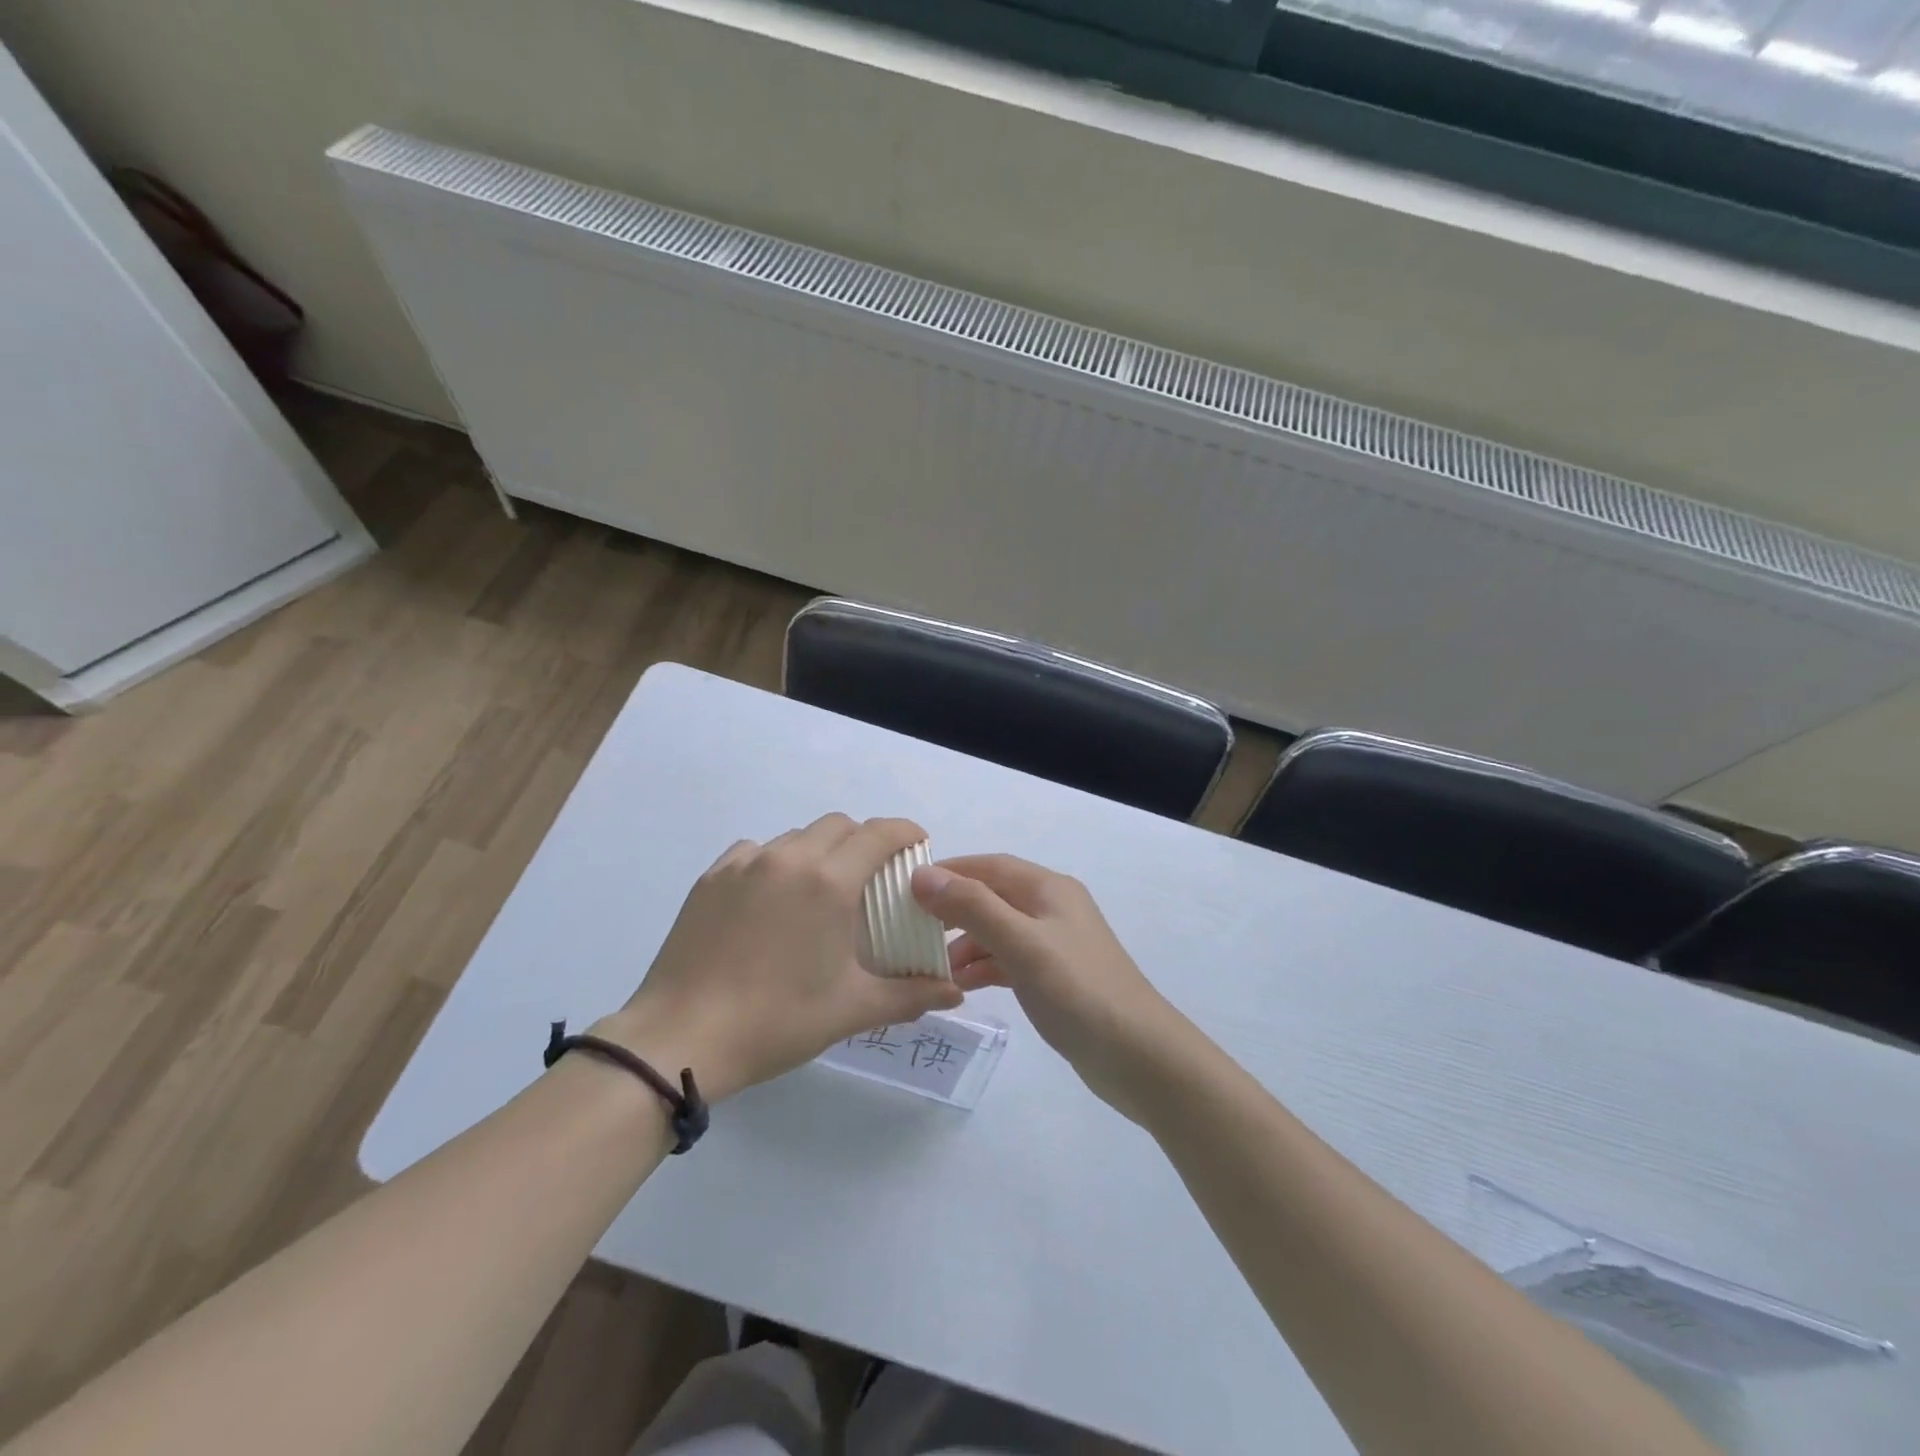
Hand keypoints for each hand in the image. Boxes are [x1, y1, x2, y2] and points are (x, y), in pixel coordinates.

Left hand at [598, 815, 962, 1101]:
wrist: (680, 1038)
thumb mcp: (852, 1009)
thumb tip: (955, 993)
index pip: (879, 833)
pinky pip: (755, 852)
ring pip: (796, 837)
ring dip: (820, 851)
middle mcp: (789, 858)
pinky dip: (776, 862)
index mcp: (829, 882)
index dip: (905, 832)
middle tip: (872, 878)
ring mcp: (744, 864)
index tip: (918, 846)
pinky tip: (772, 899)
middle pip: (839, 826)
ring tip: (820, 892)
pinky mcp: (711, 878)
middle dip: (864, 841)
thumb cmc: (777, 1020)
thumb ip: (911, 995)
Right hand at [912, 854, 1177, 1118]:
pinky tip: (963, 986)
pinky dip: (985, 967)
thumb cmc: (1078, 990)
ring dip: (966, 943)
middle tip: (912, 931)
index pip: (989, 866)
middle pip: (992, 897)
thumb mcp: (1021, 944)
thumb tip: (923, 876)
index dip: (949, 872)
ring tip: (932, 967)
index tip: (905, 889)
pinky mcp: (1056, 978)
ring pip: (999, 931)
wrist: (1138, 1056)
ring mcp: (1055, 944)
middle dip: (953, 911)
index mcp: (1048, 888)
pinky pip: (1010, 960)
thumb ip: (973, 907)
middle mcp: (1052, 908)